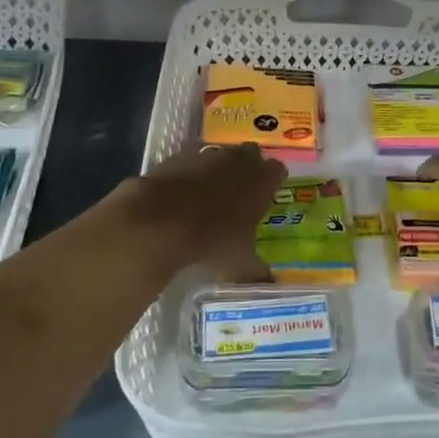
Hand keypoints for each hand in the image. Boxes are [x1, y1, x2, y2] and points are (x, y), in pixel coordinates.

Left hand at [115, 144, 286, 282]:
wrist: (160, 220)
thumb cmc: (213, 239)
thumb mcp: (239, 262)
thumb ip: (257, 269)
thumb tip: (269, 283)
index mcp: (262, 181)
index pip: (278, 171)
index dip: (272, 182)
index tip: (267, 196)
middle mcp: (239, 161)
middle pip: (252, 155)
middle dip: (248, 168)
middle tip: (241, 192)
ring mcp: (208, 155)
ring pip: (221, 154)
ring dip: (219, 168)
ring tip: (210, 193)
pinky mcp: (178, 156)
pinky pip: (191, 159)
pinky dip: (190, 172)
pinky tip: (182, 192)